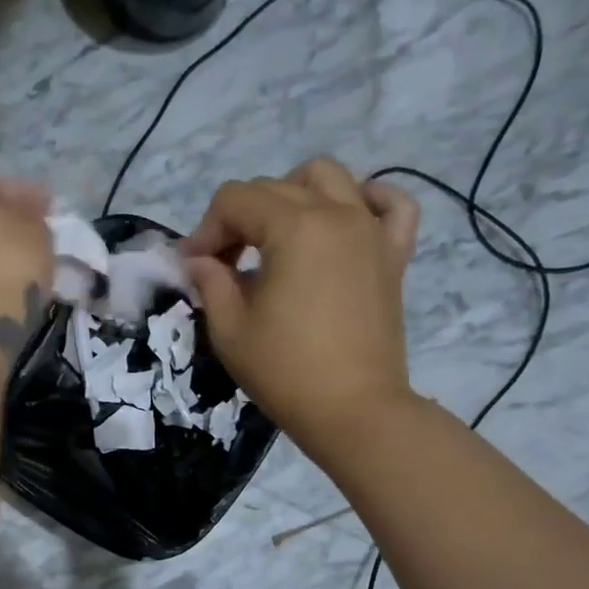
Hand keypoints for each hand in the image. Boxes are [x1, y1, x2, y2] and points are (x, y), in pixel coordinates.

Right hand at [179, 157, 419, 451]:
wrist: (353, 411)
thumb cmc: (285, 372)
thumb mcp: (230, 329)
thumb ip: (210, 282)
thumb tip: (199, 260)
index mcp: (294, 227)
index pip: (235, 200)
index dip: (206, 230)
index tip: (195, 268)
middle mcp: (336, 213)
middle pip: (274, 187)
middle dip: (239, 219)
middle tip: (225, 265)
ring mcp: (370, 230)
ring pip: (329, 177)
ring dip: (292, 194)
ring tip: (277, 236)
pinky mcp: (393, 254)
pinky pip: (391, 203)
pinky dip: (367, 199)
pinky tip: (345, 219)